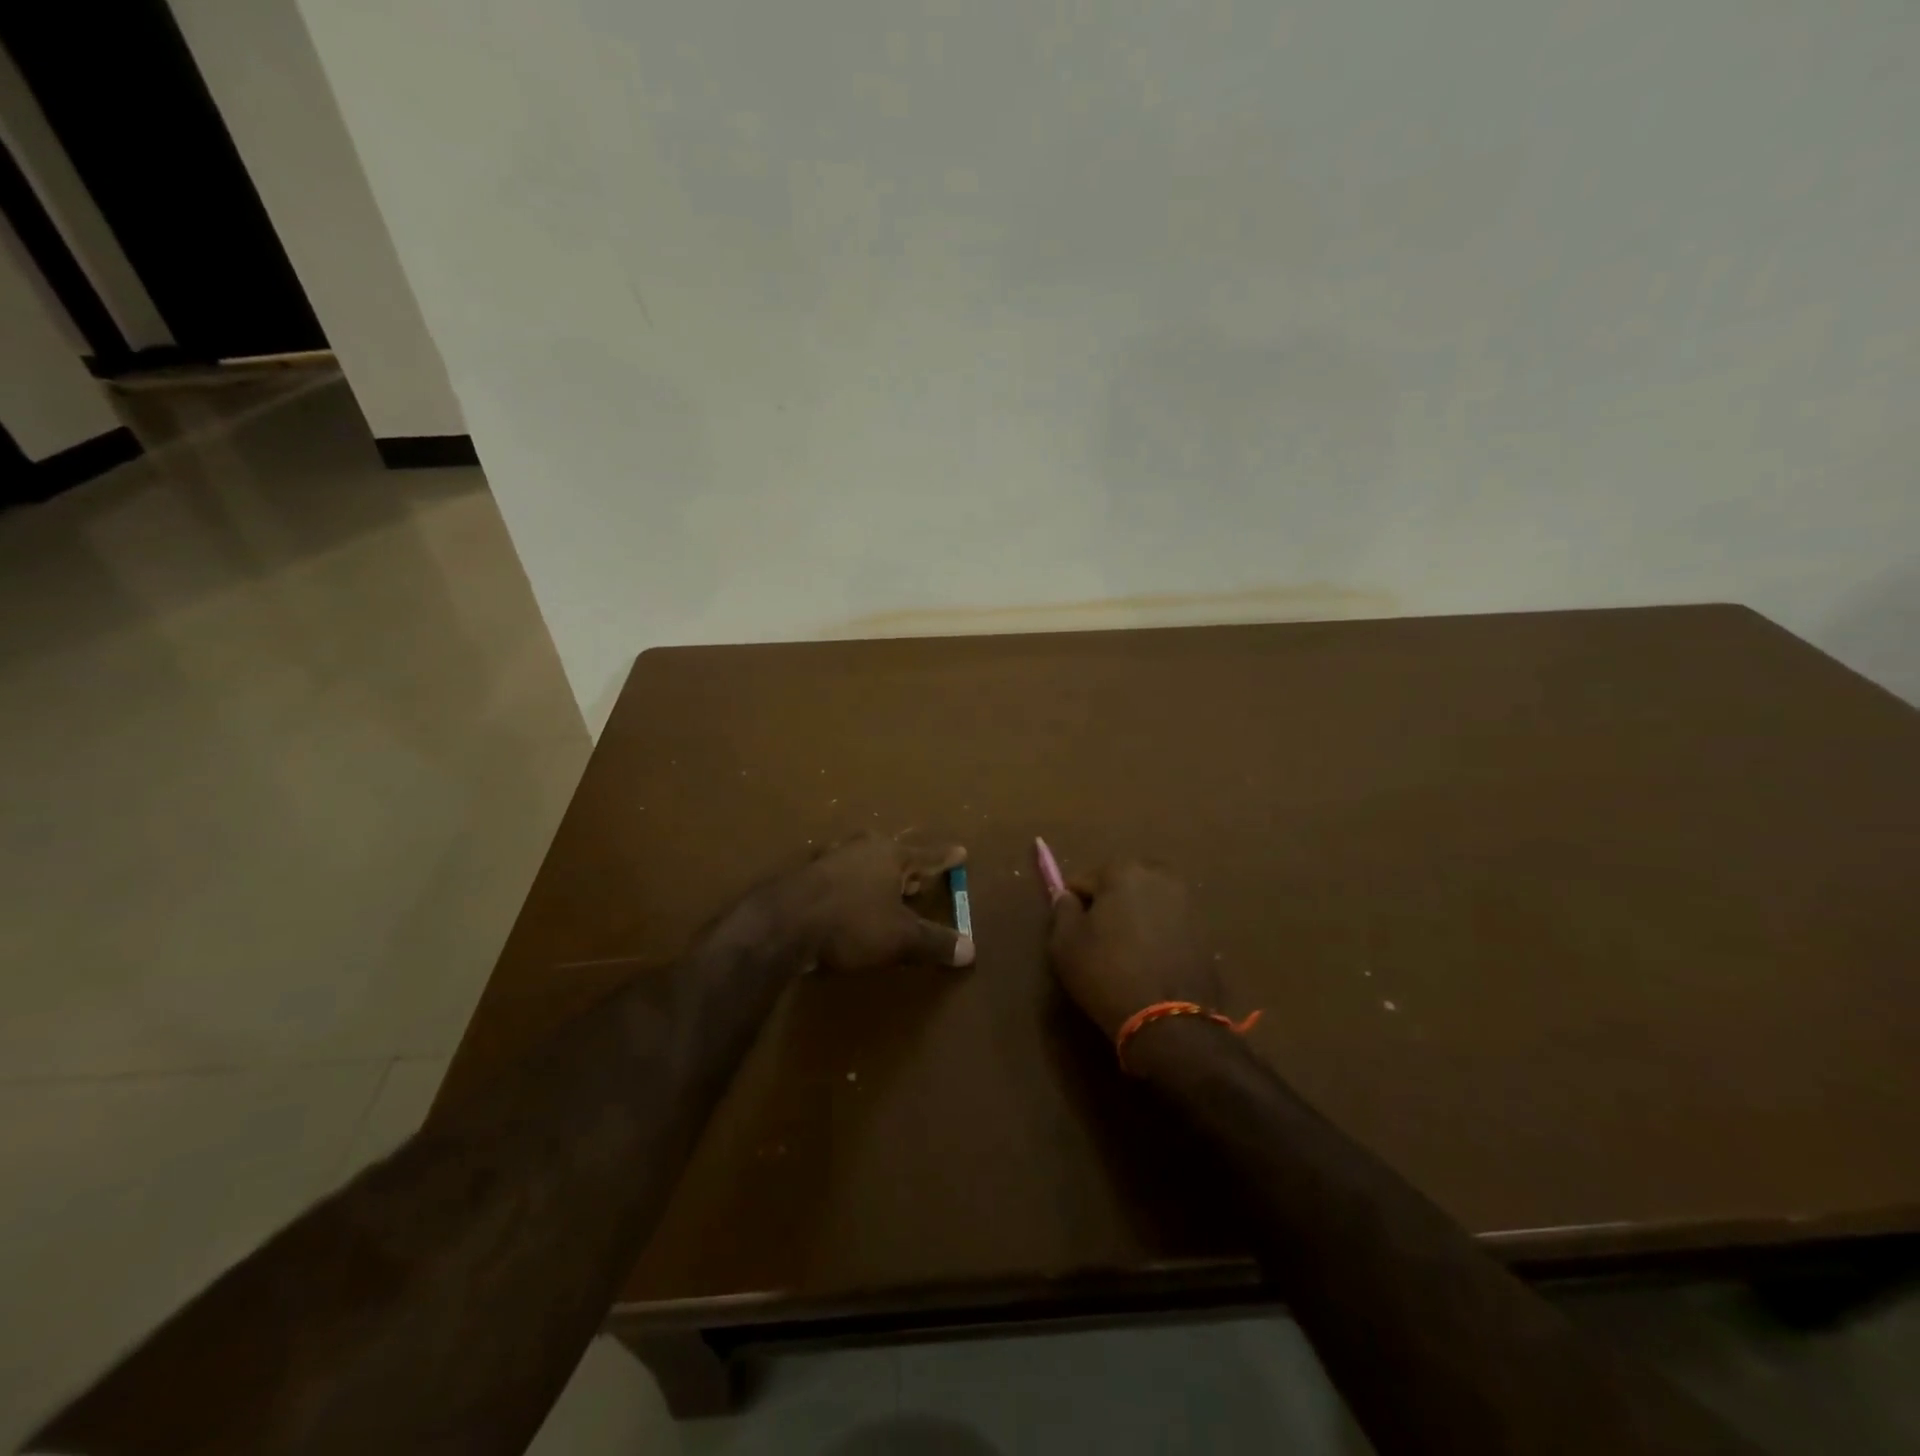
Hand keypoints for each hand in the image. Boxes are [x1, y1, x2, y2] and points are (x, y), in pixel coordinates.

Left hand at [765, 832, 973, 971]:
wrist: (782, 924)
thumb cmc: (851, 923)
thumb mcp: (901, 938)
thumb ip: (935, 943)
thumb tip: (971, 950)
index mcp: (890, 855)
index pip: (927, 856)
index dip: (946, 858)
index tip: (961, 851)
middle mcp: (861, 848)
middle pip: (892, 852)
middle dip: (906, 865)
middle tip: (918, 878)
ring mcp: (828, 858)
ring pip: (861, 860)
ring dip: (874, 873)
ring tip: (882, 887)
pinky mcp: (803, 875)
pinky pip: (836, 875)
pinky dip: (847, 885)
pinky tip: (843, 900)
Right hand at [1047, 859, 1220, 1037]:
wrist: (1170, 1020)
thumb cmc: (1107, 974)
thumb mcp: (1065, 944)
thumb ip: (1062, 910)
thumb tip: (1067, 896)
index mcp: (1123, 871)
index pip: (1084, 881)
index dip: (1074, 907)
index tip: (1073, 934)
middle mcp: (1159, 876)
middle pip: (1120, 884)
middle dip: (1108, 905)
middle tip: (1099, 940)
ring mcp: (1187, 901)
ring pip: (1147, 901)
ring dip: (1135, 917)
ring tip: (1126, 952)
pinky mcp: (1204, 928)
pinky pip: (1168, 922)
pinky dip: (1157, 933)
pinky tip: (1149, 961)